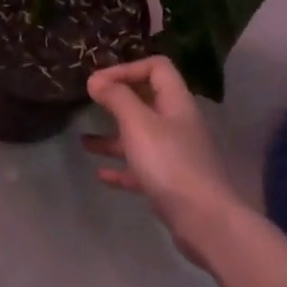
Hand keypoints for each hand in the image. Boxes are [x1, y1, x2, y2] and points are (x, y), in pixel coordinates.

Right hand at [83, 56, 250, 269]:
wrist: (203, 219)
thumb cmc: (169, 163)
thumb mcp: (138, 124)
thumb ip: (117, 98)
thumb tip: (96, 79)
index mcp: (176, 103)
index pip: (157, 68)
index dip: (127, 68)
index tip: (97, 82)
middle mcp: (178, 125)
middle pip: (148, 101)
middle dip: (118, 101)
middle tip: (90, 104)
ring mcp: (175, 155)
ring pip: (141, 137)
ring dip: (113, 137)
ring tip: (84, 141)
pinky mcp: (170, 183)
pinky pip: (141, 168)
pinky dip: (121, 167)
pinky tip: (100, 174)